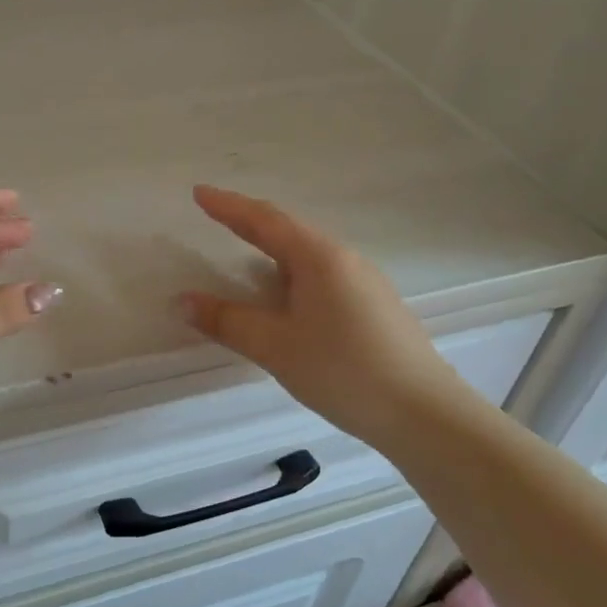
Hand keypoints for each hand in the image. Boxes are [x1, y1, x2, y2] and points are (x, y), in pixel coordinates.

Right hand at [179, 185, 479, 447]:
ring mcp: (364, 281)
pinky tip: (288, 298)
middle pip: (288, 230)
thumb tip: (182, 300)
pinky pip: (323, 275)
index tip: (199, 192)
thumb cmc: (343, 371)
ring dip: (273, 250)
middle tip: (216, 216)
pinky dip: (293, 275)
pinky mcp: (375, 305)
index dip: (228, 206)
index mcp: (318, 257)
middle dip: (249, 223)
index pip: (263, 220)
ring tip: (245, 254)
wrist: (425, 414)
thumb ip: (227, 321)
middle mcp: (344, 259)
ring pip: (308, 255)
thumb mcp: (276, 347)